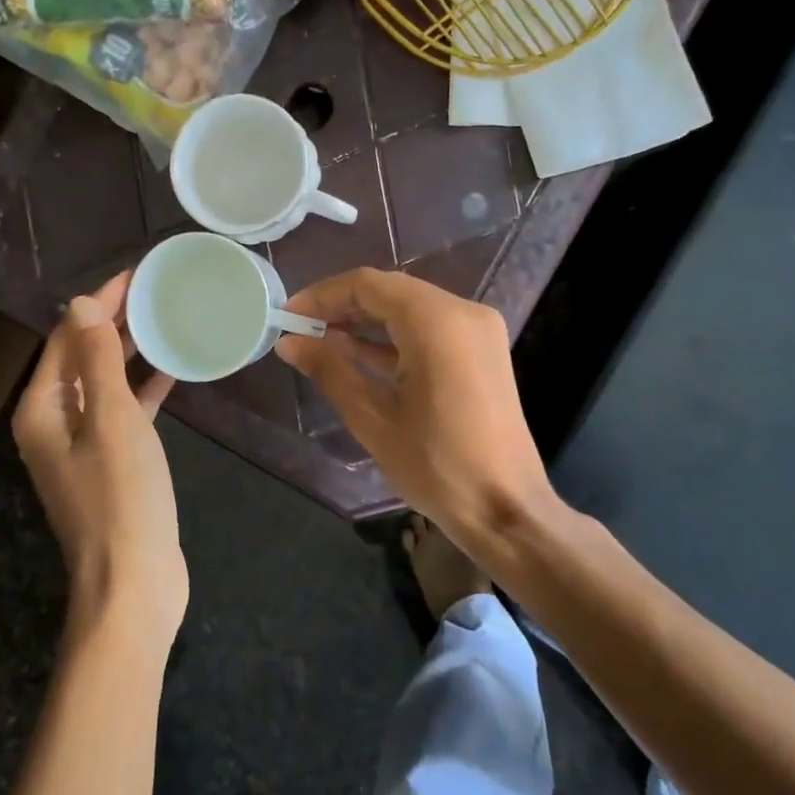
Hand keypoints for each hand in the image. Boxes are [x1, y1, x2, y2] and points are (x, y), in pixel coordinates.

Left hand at [12, 272, 185, 637]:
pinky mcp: (111, 466)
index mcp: (42, 410)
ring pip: (103, 385)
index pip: (65, 339)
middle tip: (154, 292)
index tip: (135, 276)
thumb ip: (96, 361)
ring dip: (128, 353)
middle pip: (81, 358)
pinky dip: (142, 391)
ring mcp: (81, 447)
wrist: (134, 585)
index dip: (97, 304)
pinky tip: (172, 372)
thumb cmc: (122, 498)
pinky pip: (123, 414)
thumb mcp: (112, 420)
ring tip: (164, 321)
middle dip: (112, 324)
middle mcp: (53, 424)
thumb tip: (79, 304)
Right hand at [274, 268, 553, 541]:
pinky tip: (357, 353)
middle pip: (390, 291)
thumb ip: (330, 370)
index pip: (368, 285)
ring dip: (367, 321)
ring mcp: (477, 331)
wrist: (506, 509)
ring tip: (320, 340)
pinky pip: (429, 328)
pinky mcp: (481, 352)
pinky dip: (394, 337)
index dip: (323, 295)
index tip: (288, 315)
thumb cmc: (436, 466)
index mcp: (436, 322)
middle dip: (343, 306)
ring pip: (410, 307)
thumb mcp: (373, 418)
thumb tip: (289, 342)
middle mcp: (462, 312)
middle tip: (300, 329)